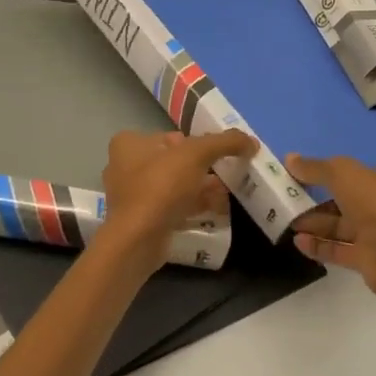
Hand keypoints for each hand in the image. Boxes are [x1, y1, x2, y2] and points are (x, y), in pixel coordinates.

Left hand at [101, 129, 256, 268]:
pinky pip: (170, 208)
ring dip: (198, 189)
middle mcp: (124, 167)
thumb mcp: (197, 154)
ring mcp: (131, 197)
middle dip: (200, 169)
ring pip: (172, 187)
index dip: (194, 144)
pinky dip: (191, 207)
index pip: (168, 136)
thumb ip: (224, 142)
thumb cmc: (161, 186)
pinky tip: (213, 211)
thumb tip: (251, 142)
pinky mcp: (140, 221)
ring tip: (223, 194)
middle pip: (172, 162)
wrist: (139, 239)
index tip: (215, 155)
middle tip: (224, 175)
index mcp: (128, 144)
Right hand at [286, 153, 375, 299]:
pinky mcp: (367, 259)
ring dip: (314, 223)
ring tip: (287, 221)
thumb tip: (290, 158)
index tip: (303, 174)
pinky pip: (338, 249)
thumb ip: (315, 167)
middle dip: (316, 200)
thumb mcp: (341, 173)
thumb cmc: (375, 203)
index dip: (329, 172)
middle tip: (289, 199)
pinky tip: (297, 242)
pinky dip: (318, 245)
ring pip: (339, 226)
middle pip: (344, 201)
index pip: (355, 173)